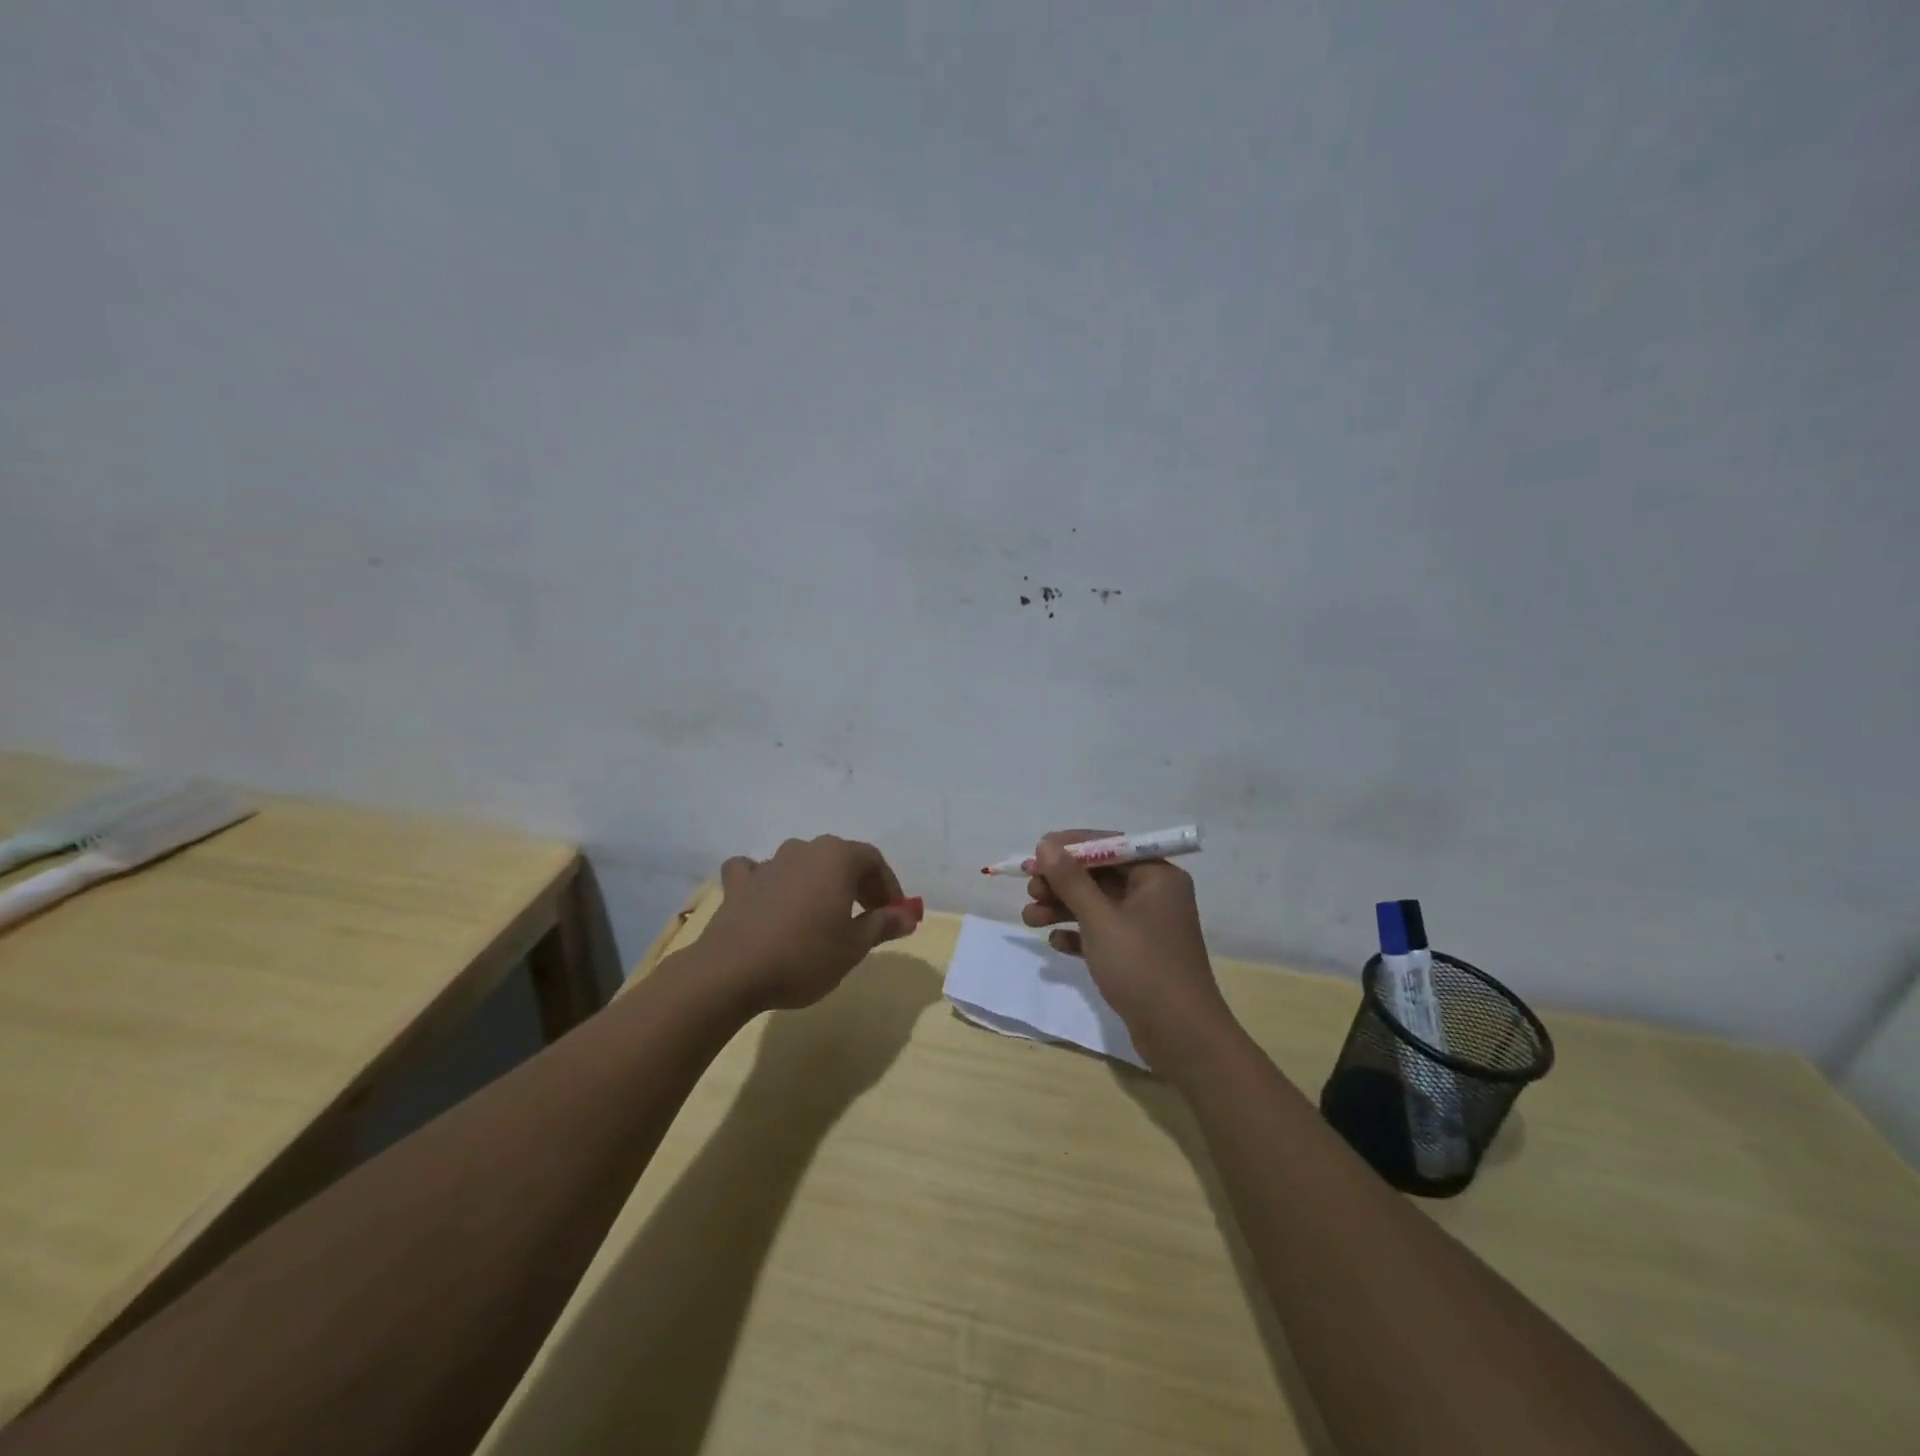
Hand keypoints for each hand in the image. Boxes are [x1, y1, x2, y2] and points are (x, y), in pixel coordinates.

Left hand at [695, 836, 922, 1011]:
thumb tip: (907, 916)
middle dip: (857, 884)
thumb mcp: (854, 945)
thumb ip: (883, 924)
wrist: (732, 972)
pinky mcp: (738, 883)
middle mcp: (803, 849)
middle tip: (866, 917)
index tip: (894, 914)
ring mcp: (768, 863)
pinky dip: (768, 881)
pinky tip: (768, 898)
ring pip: (802, 863)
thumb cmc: (805, 955)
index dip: (888, 886)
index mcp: (836, 856)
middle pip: (839, 858)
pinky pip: (758, 872)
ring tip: (822, 916)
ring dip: (817, 883)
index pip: (873, 860)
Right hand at [1023, 829, 1236, 1074]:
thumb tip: (1046, 843)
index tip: (1036, 854)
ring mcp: (1146, 926)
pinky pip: (1102, 933)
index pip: (1109, 846)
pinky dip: (1078, 934)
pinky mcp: (1137, 955)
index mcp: (1156, 876)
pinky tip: (1056, 944)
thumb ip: (1071, 880)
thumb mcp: (1100, 919)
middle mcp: (1154, 895)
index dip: (1070, 847)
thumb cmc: (1143, 967)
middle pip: (1100, 875)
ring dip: (1062, 908)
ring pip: (1097, 905)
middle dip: (1062, 882)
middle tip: (1030, 891)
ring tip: (1029, 919)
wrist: (1181, 1037)